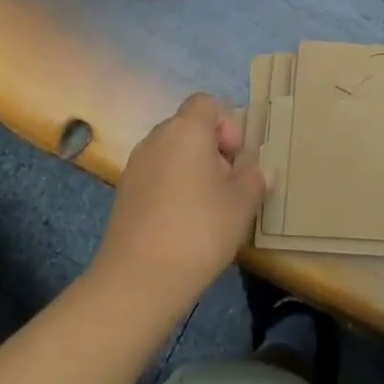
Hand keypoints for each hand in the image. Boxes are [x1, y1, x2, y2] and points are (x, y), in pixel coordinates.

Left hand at [92, 93, 268, 316]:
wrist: (138, 280)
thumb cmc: (199, 230)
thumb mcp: (242, 204)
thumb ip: (254, 181)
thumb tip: (259, 173)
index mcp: (186, 130)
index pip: (206, 103)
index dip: (227, 125)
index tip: (235, 160)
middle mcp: (156, 139)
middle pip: (189, 127)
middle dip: (212, 149)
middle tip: (227, 185)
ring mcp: (135, 166)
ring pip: (172, 153)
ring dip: (192, 170)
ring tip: (207, 207)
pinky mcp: (124, 194)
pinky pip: (156, 175)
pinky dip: (172, 188)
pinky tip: (183, 223)